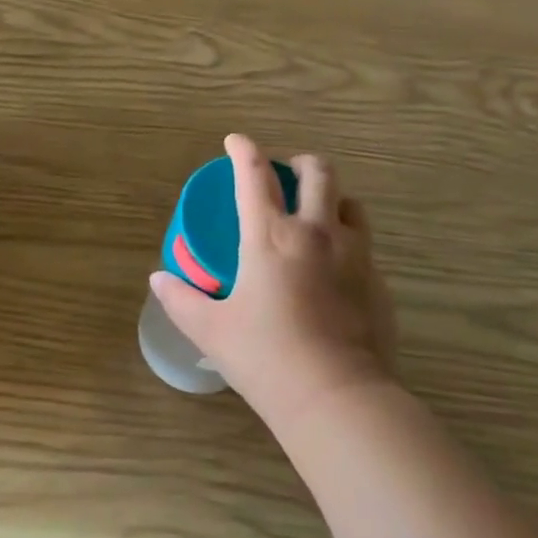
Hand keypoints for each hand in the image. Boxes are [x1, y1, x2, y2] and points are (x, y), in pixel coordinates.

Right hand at [150, 135, 395, 431]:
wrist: (337, 397)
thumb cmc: (265, 356)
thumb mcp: (211, 329)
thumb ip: (181, 299)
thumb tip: (158, 280)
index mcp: (270, 236)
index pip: (255, 175)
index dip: (243, 150)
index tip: (235, 140)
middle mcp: (316, 233)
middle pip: (319, 172)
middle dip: (301, 162)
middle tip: (287, 174)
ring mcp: (354, 255)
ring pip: (351, 203)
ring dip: (332, 198)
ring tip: (316, 214)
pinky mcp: (378, 282)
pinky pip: (364, 245)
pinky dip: (347, 241)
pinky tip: (334, 269)